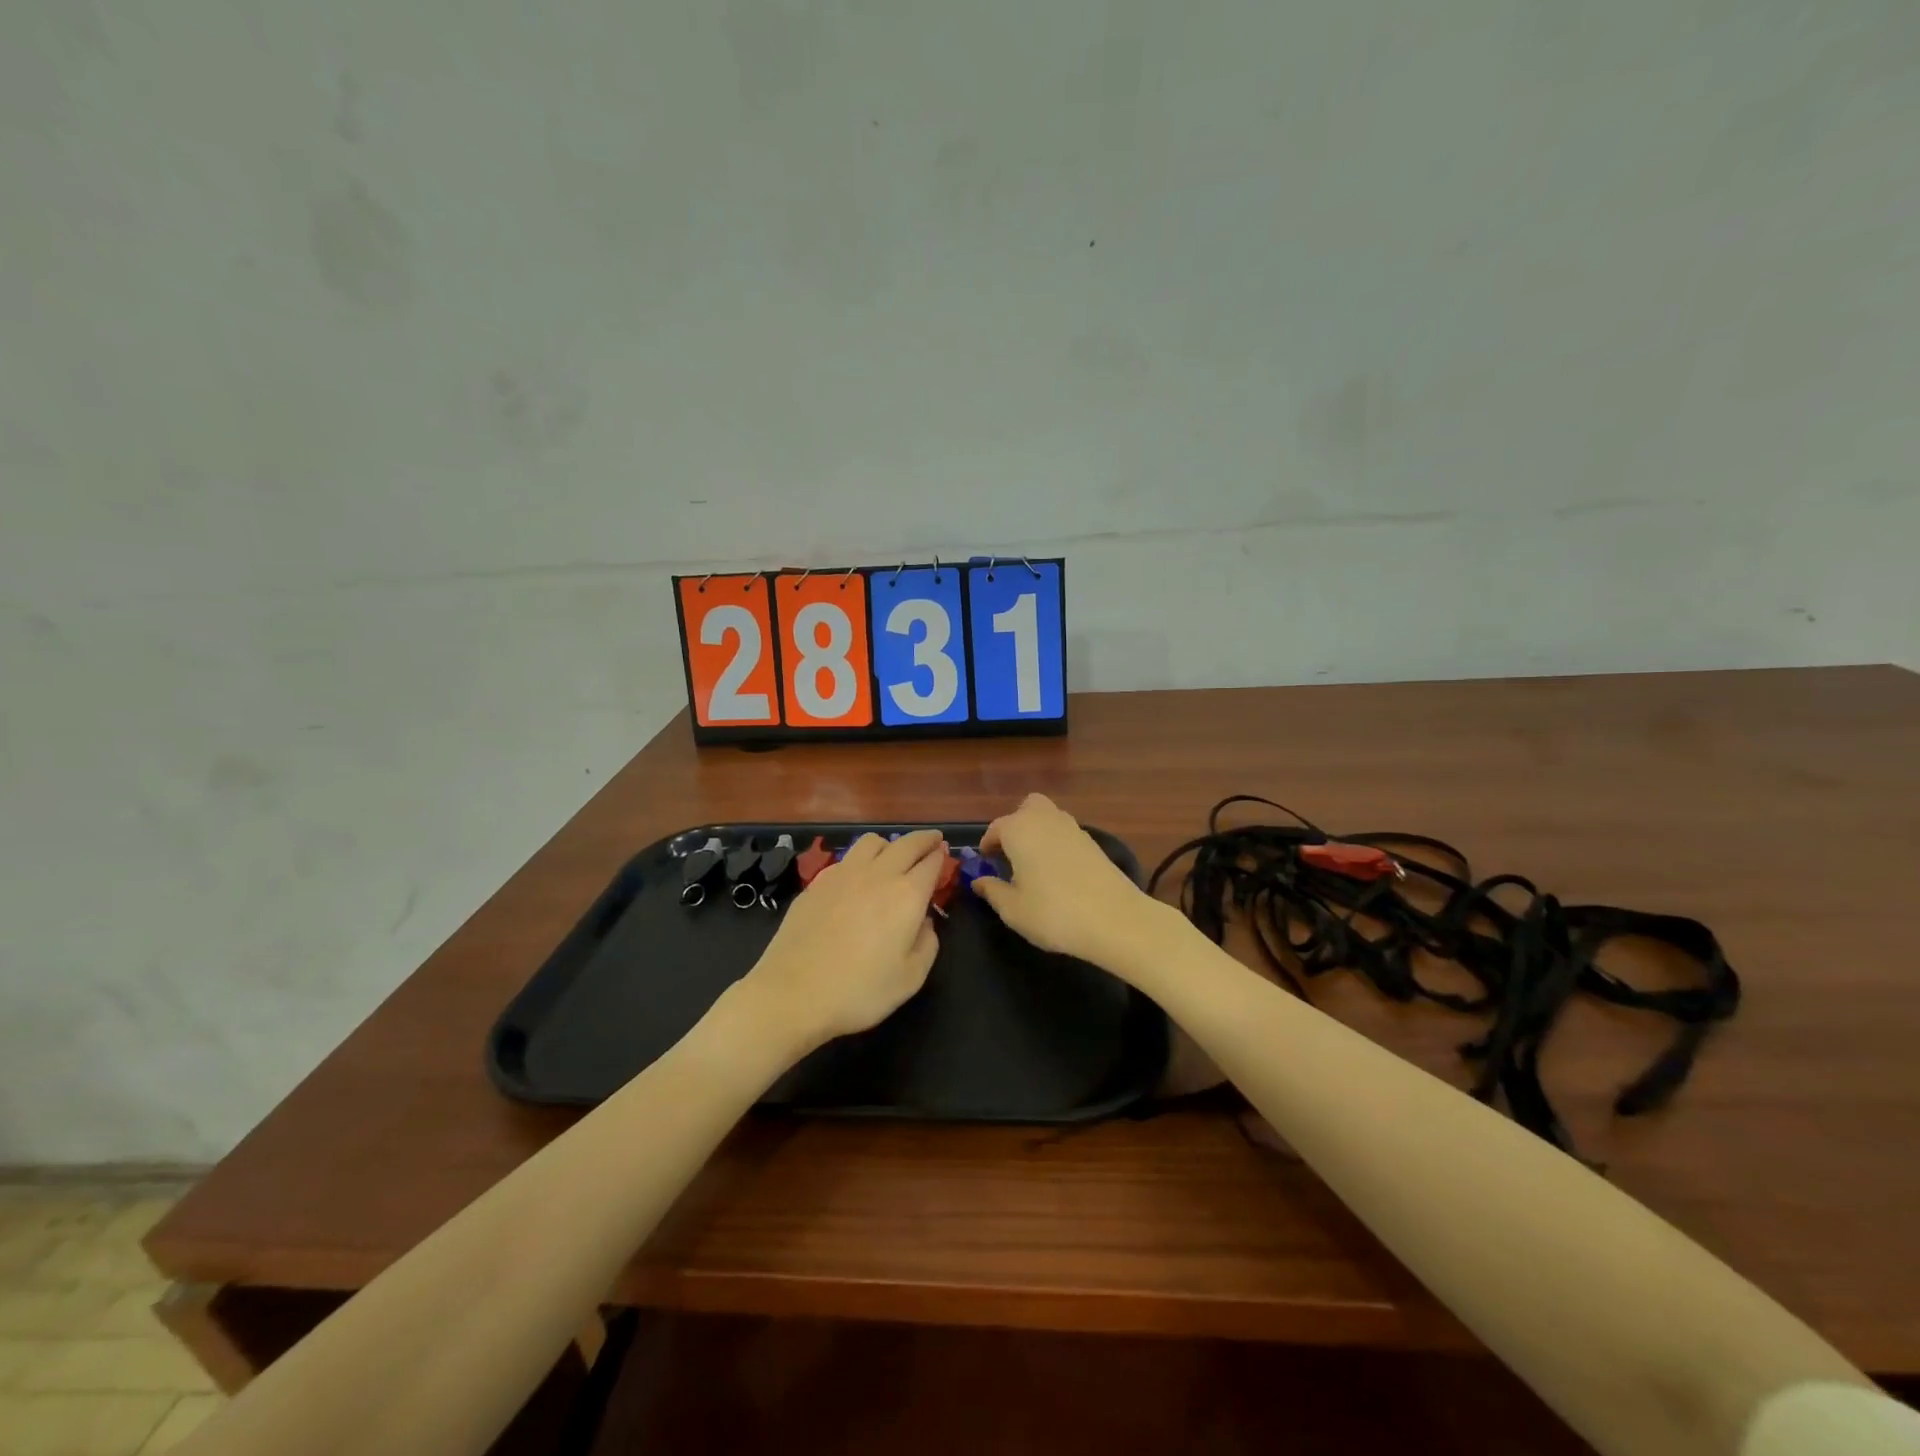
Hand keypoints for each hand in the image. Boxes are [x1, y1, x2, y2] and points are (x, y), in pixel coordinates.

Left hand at [741, 829, 946, 1054]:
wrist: (793, 993)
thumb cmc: (859, 991)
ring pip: (872, 842)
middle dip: (923, 839)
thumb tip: (924, 922)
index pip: (931, 863)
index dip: (941, 857)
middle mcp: (877, 875)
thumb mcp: (910, 978)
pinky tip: (857, 878)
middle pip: (906, 843)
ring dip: (889, 844)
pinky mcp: (817, 883)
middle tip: (932, 840)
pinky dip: (861, 860)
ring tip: (893, 856)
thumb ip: (927, 944)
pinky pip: (846, 859)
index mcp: (907, 895)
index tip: (945, 854)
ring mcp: (843, 875)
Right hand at [973, 794, 1157, 964]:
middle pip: (1027, 808)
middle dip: (1016, 825)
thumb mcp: (1013, 910)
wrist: (1115, 919)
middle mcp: (1045, 819)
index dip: (987, 846)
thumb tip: (979, 881)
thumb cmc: (1053, 913)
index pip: (995, 829)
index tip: (986, 864)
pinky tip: (1059, 872)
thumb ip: (992, 891)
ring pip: (1049, 817)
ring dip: (1038, 832)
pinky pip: (1066, 833)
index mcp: (1019, 830)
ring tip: (1034, 865)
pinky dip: (1057, 843)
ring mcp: (1073, 828)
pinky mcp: (1094, 842)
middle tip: (1011, 855)